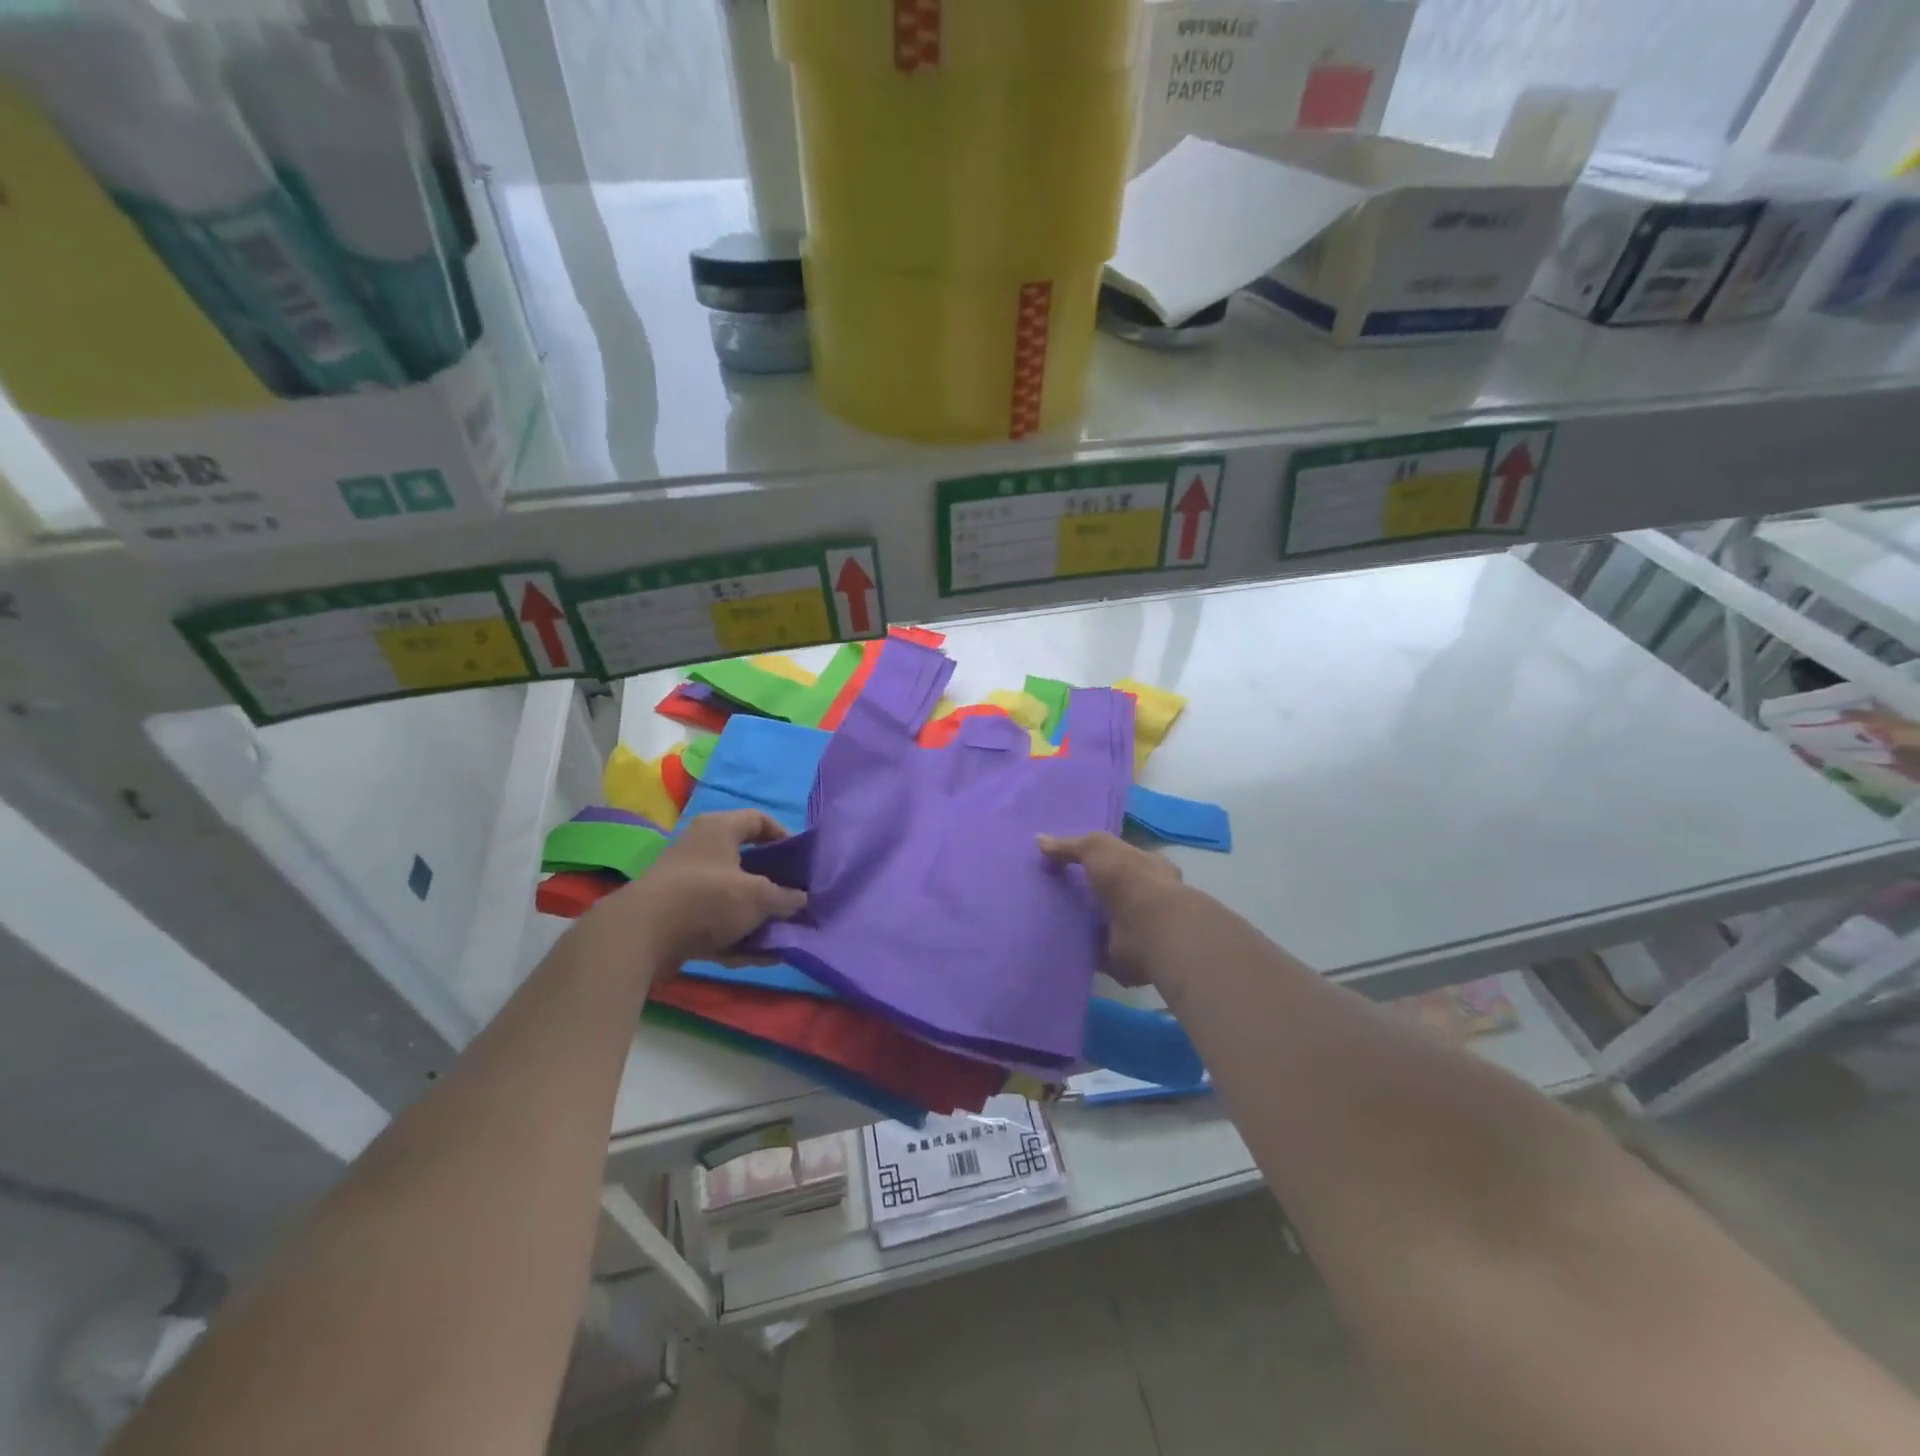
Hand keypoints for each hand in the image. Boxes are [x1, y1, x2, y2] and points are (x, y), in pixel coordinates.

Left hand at [586, 810, 806, 971]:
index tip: (800, 861)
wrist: (641, 936)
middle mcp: (700, 849)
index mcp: (719, 829)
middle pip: (745, 862)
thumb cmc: (708, 898)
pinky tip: (758, 957)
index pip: (758, 820)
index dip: (783, 836)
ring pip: (730, 897)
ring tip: (781, 936)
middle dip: (772, 885)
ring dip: (756, 918)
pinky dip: (735, 937)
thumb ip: (785, 898)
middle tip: (793, 900)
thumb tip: (801, 900)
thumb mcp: (758, 897)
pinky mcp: (674, 916)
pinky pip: (714, 922)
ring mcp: (684, 884)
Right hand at [1038, 831, 1184, 986]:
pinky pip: (1095, 950)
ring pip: (1104, 921)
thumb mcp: (1097, 847)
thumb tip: (1040, 840)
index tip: (1070, 863)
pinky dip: (1080, 949)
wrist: (1148, 929)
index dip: (1100, 859)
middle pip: (1112, 891)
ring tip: (1047, 918)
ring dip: (1082, 923)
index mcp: (1148, 865)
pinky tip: (1056, 944)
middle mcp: (1146, 896)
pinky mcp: (1125, 956)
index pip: (1123, 858)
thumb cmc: (1130, 879)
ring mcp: (1137, 928)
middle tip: (1052, 891)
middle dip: (1088, 893)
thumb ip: (1070, 845)